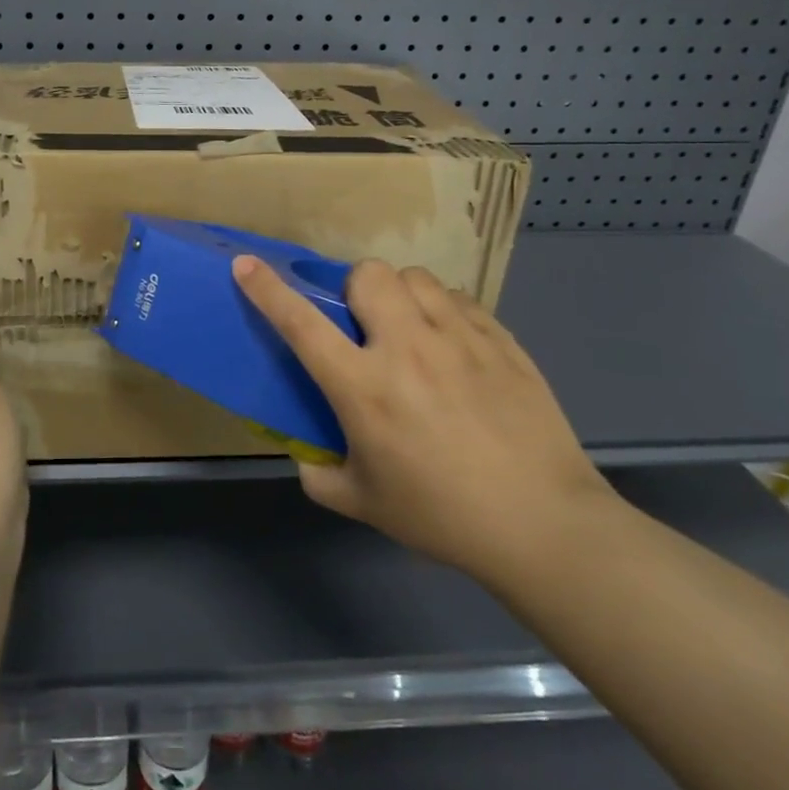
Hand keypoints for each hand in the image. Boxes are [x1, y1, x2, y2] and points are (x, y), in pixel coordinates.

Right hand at [232, 256, 615, 589]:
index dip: (268, 289)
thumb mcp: (364, 503)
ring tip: (409, 328)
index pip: (302, 323)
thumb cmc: (442, 516)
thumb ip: (320, 475)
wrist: (542, 525)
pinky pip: (459, 299)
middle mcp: (407, 349)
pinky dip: (443, 310)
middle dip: (354, 288)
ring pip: (415, 277)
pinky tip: (451, 345)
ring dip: (400, 294)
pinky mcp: (501, 340)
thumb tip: (307, 457)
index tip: (246, 264)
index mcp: (364, 388)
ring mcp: (459, 339)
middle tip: (363, 324)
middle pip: (368, 275)